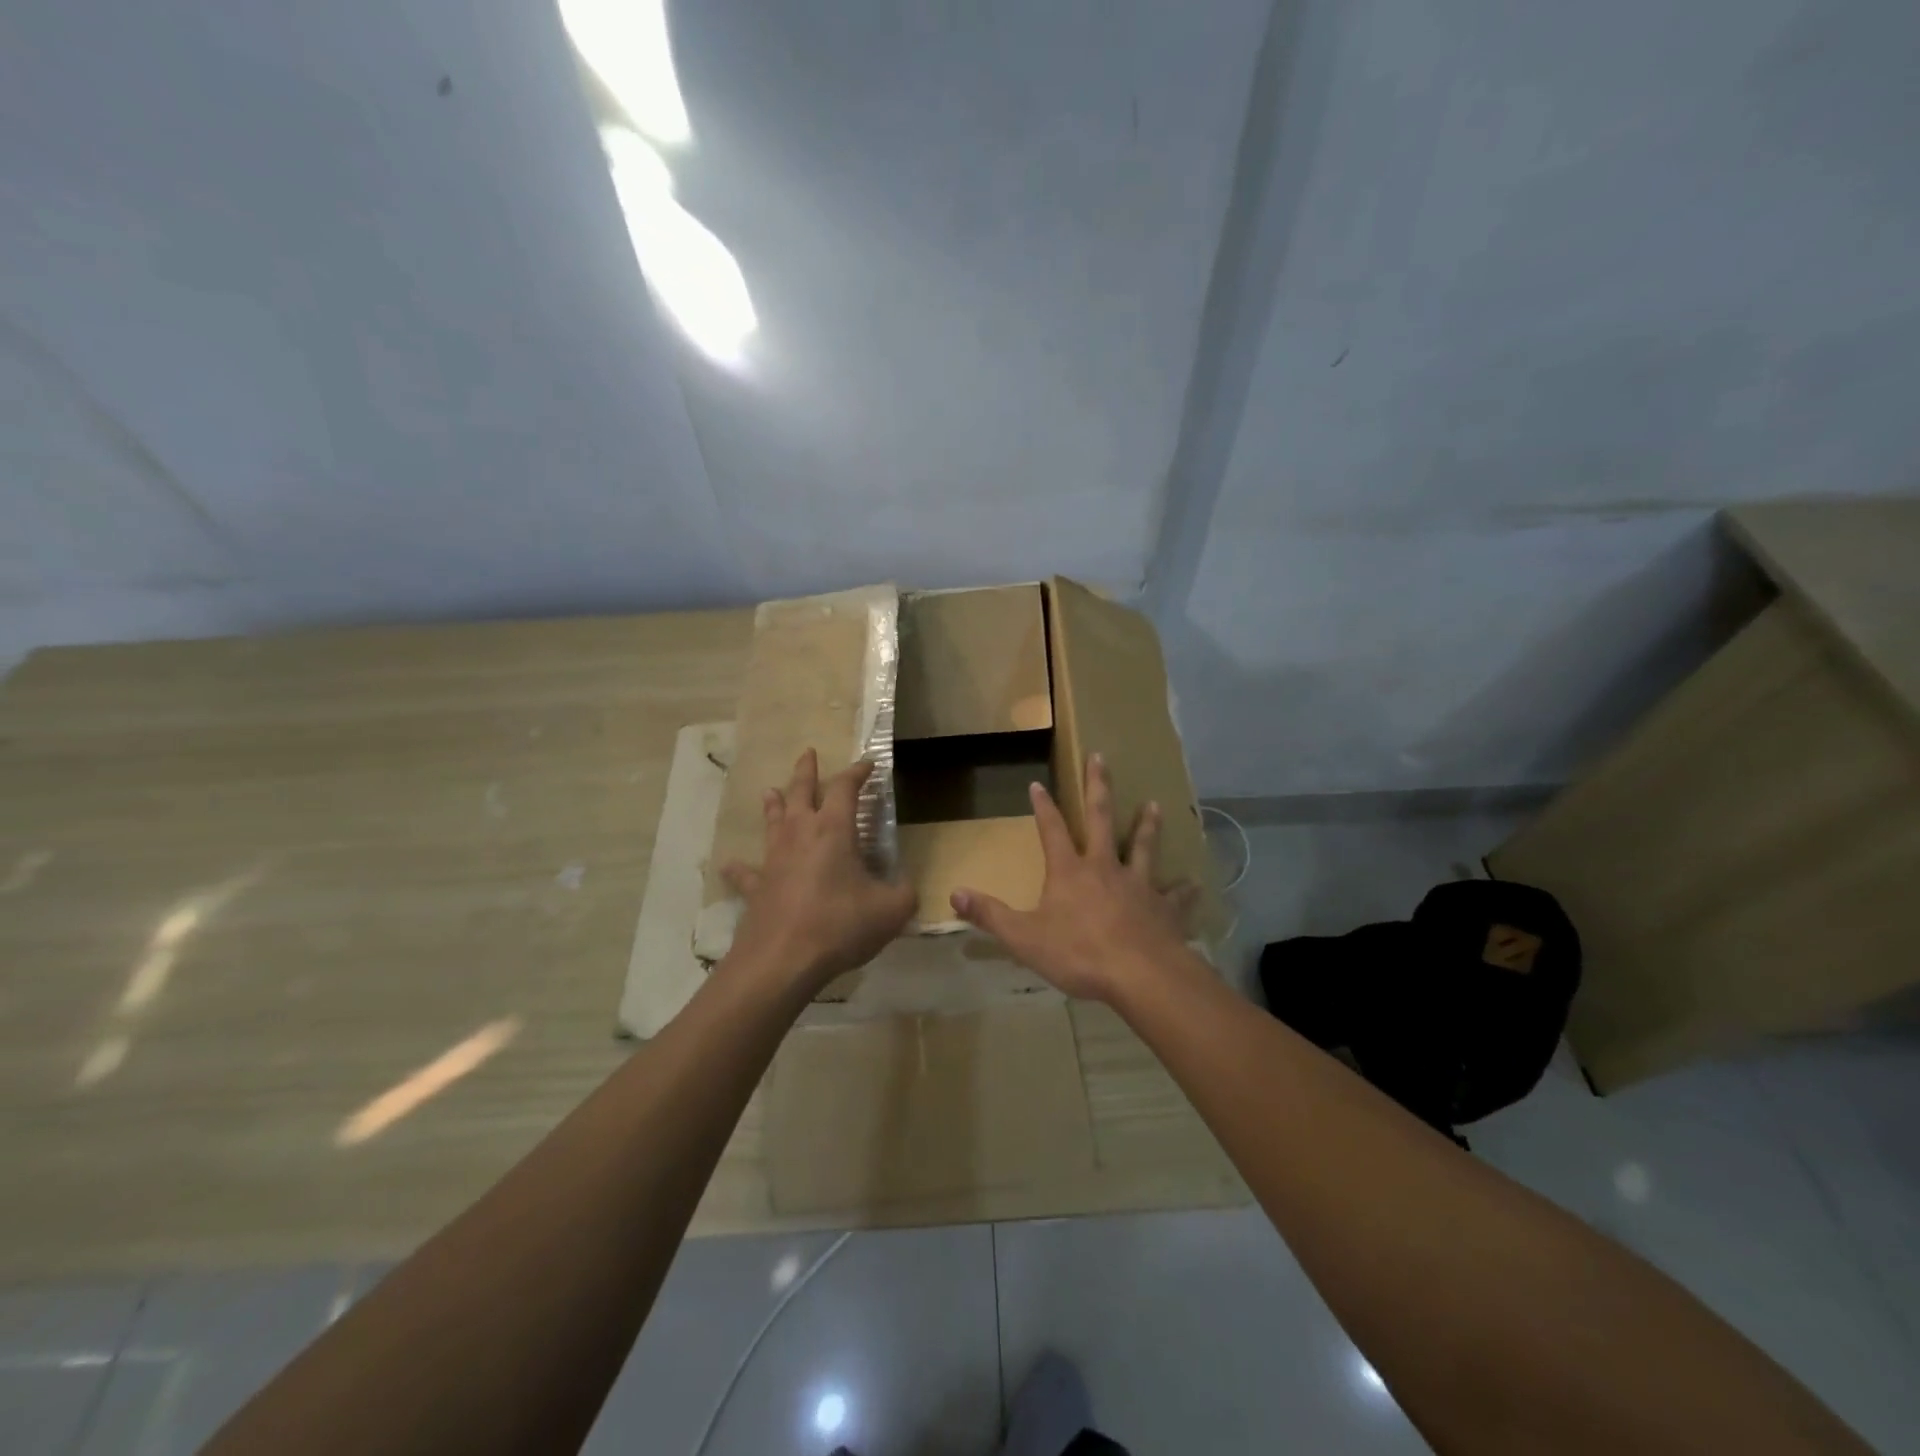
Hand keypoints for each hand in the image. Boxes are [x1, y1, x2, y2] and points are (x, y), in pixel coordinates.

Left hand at [721, 749, 916, 994]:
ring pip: (772, 821)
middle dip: (807, 772)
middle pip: (800, 792)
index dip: (857, 772)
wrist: (783, 960)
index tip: (868, 764)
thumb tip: (906, 887)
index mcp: (833, 830)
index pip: (845, 789)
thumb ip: (904, 892)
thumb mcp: (891, 910)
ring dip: (773, 804)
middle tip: (807, 753)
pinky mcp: (757, 888)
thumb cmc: (840, 925)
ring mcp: (773, 860)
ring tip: (769, 790)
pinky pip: (746, 873)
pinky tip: (731, 864)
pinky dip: (740, 867)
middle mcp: (800, 834)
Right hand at [951, 753, 1200, 1003]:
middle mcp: (1105, 867)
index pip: (1052, 830)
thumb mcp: (1024, 937)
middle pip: (1101, 819)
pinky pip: (1176, 896)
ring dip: (1148, 826)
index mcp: (1070, 871)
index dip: (1043, 807)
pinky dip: (1185, 890)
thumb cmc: (1079, 954)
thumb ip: (990, 914)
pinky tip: (1195, 884)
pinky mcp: (1164, 908)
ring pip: (1144, 847)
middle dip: (1098, 787)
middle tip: (1101, 758)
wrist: (1140, 974)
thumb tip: (954, 894)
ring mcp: (1139, 885)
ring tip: (1155, 805)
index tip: (1038, 783)